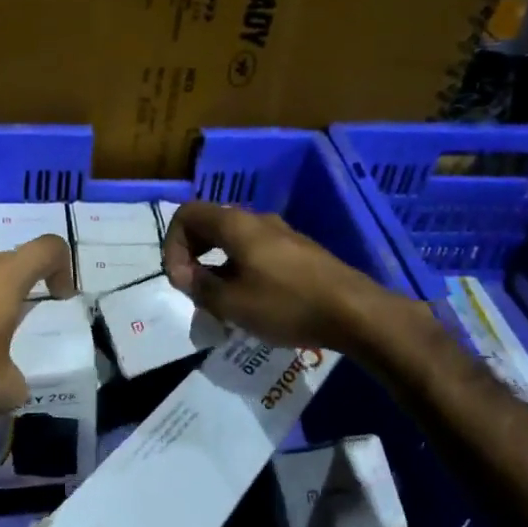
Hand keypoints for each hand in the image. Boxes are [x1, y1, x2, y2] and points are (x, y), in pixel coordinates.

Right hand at [162, 202, 407, 350]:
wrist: (355, 312)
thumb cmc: (286, 304)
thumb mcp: (231, 303)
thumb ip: (199, 286)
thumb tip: (182, 274)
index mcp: (234, 224)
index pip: (186, 214)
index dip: (172, 244)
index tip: (180, 279)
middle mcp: (256, 220)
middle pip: (209, 224)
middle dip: (192, 254)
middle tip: (193, 289)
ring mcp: (281, 233)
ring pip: (233, 240)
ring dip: (216, 265)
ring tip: (220, 301)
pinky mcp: (299, 251)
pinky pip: (255, 251)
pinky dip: (240, 268)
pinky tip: (251, 301)